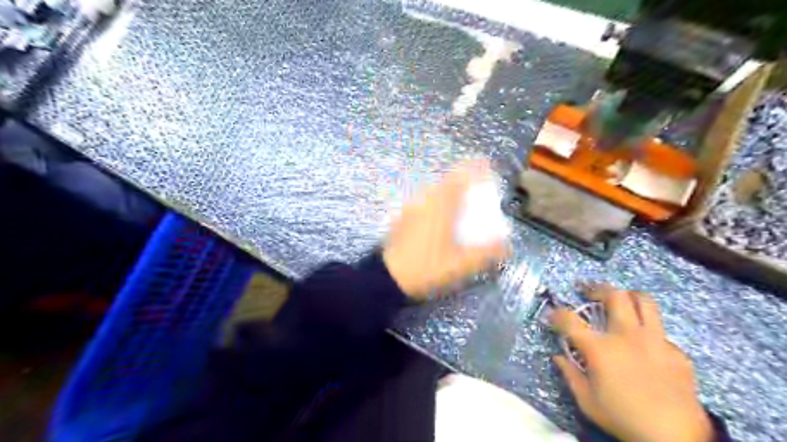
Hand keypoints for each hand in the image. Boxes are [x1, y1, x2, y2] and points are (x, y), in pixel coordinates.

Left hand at [384, 160, 506, 302]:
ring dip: (449, 193)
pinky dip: (437, 204)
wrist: (387, 278)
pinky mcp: (402, 218)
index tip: (487, 166)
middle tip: (476, 194)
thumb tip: (508, 247)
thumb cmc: (427, 268)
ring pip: (434, 192)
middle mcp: (425, 200)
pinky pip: (424, 202)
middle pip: (448, 181)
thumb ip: (487, 254)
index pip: (461, 176)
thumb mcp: (462, 264)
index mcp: (441, 205)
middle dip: (464, 182)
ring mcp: (411, 208)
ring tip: (460, 208)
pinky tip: (439, 222)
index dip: (475, 168)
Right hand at [552, 283, 714, 441]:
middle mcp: (627, 336)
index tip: (551, 315)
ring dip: (628, 296)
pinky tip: (644, 346)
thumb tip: (558, 358)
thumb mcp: (587, 401)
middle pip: (614, 295)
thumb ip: (570, 375)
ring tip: (619, 301)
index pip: (570, 320)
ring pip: (644, 301)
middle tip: (588, 291)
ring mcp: (655, 341)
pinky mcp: (676, 352)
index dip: (556, 314)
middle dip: (597, 288)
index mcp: (601, 349)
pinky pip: (660, 331)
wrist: (676, 438)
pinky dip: (647, 331)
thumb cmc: (624, 418)